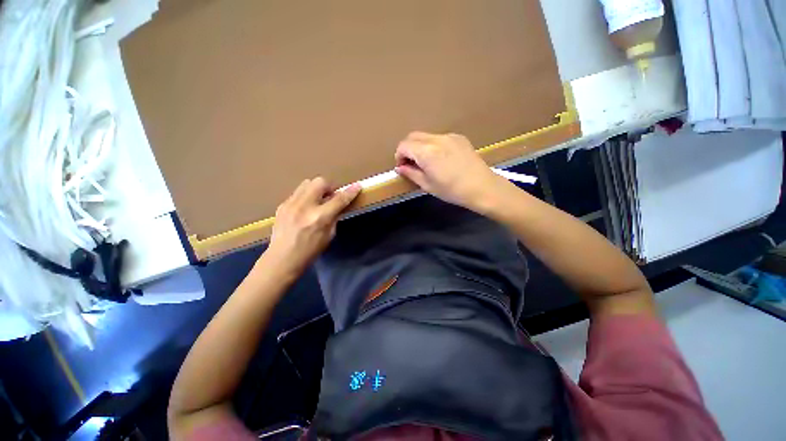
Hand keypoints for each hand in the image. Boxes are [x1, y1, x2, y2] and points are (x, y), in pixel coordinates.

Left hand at [266, 178, 360, 274]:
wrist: (282, 259)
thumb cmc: (310, 251)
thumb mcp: (329, 235)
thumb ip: (334, 217)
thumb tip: (338, 205)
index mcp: (320, 217)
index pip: (339, 199)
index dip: (350, 192)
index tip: (357, 186)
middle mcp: (305, 206)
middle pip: (320, 182)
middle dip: (329, 187)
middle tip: (331, 197)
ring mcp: (291, 204)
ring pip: (307, 183)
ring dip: (316, 189)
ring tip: (317, 201)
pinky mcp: (282, 205)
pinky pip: (297, 193)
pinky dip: (305, 197)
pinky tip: (304, 209)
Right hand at [394, 132, 509, 211]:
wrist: (482, 187)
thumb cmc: (452, 190)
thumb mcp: (427, 185)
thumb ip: (411, 173)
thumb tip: (400, 167)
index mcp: (426, 152)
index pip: (404, 145)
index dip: (399, 156)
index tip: (402, 167)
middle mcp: (436, 139)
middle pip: (413, 136)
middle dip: (408, 149)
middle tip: (411, 164)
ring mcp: (449, 136)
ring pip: (426, 136)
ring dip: (420, 146)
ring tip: (426, 162)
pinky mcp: (459, 137)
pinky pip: (439, 138)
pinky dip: (433, 145)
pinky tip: (440, 159)